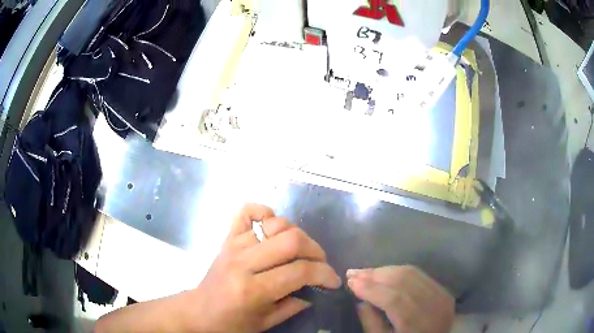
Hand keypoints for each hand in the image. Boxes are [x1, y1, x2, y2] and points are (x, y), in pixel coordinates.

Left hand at [183, 204, 341, 332]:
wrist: (199, 311)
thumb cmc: (231, 323)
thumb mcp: (266, 323)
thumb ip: (294, 306)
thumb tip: (316, 290)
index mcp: (252, 290)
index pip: (300, 272)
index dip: (325, 274)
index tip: (333, 282)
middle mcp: (243, 263)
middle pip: (292, 241)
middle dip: (316, 251)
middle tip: (320, 264)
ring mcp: (234, 246)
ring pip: (276, 225)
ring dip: (297, 235)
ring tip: (299, 251)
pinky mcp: (228, 238)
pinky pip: (246, 212)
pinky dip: (263, 212)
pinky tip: (271, 226)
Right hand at [347, 266, 454, 332]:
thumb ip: (371, 323)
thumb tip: (360, 300)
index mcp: (417, 325)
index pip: (393, 299)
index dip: (371, 288)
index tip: (350, 282)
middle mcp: (434, 307)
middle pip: (403, 281)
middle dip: (374, 275)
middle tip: (353, 273)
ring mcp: (442, 296)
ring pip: (411, 273)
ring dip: (384, 270)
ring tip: (364, 272)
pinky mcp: (444, 291)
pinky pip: (420, 274)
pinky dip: (399, 271)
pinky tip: (384, 273)